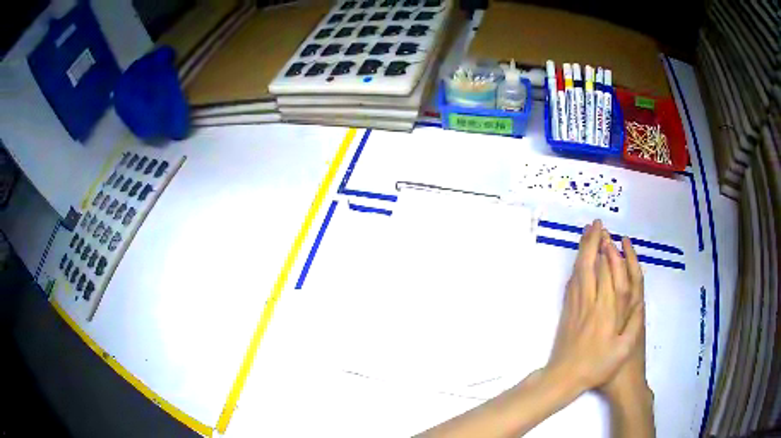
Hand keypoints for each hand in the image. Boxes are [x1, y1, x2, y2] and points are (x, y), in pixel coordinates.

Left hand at [547, 219, 643, 392]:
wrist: (564, 376)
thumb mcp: (623, 349)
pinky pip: (571, 283)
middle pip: (589, 264)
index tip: (607, 234)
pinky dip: (576, 267)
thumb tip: (638, 298)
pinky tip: (578, 261)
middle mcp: (589, 302)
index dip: (606, 251)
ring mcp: (575, 305)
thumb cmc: (597, 366)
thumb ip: (633, 322)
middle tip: (596, 224)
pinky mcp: (566, 311)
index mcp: (605, 309)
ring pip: (578, 270)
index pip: (605, 271)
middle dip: (592, 241)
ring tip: (587, 233)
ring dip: (583, 249)